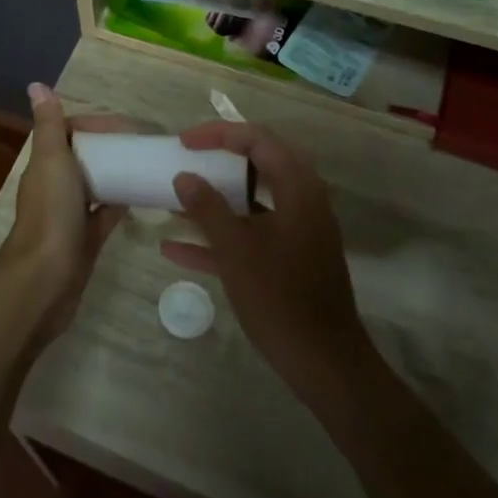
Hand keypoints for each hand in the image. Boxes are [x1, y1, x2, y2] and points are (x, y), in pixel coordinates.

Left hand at [0, 83, 134, 340]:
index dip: (96, 126)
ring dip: (118, 174)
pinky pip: (107, 215)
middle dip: (112, 149)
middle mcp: (56, 186)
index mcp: (46, 165)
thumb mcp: (51, 160)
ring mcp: (71, 215)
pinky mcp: (86, 240)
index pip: (71, 133)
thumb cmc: (51, 213)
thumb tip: (37, 85)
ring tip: (151, 165)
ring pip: (97, 186)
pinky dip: (122, 203)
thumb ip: (49, 125)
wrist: (45, 280)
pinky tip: (146, 196)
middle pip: (86, 158)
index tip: (128, 126)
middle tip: (147, 144)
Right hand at [161, 122, 375, 404]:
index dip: (218, 134)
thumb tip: (184, 177)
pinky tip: (175, 248)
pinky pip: (251, 234)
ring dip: (214, 199)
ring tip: (174, 198)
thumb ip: (207, 208)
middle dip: (216, 162)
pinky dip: (219, 236)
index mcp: (297, 187)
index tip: (183, 142)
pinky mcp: (288, 259)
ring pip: (251, 201)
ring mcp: (296, 231)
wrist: (324, 363)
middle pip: (256, 165)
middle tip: (184, 160)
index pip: (257, 140)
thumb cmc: (280, 297)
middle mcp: (302, 200)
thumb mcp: (236, 249)